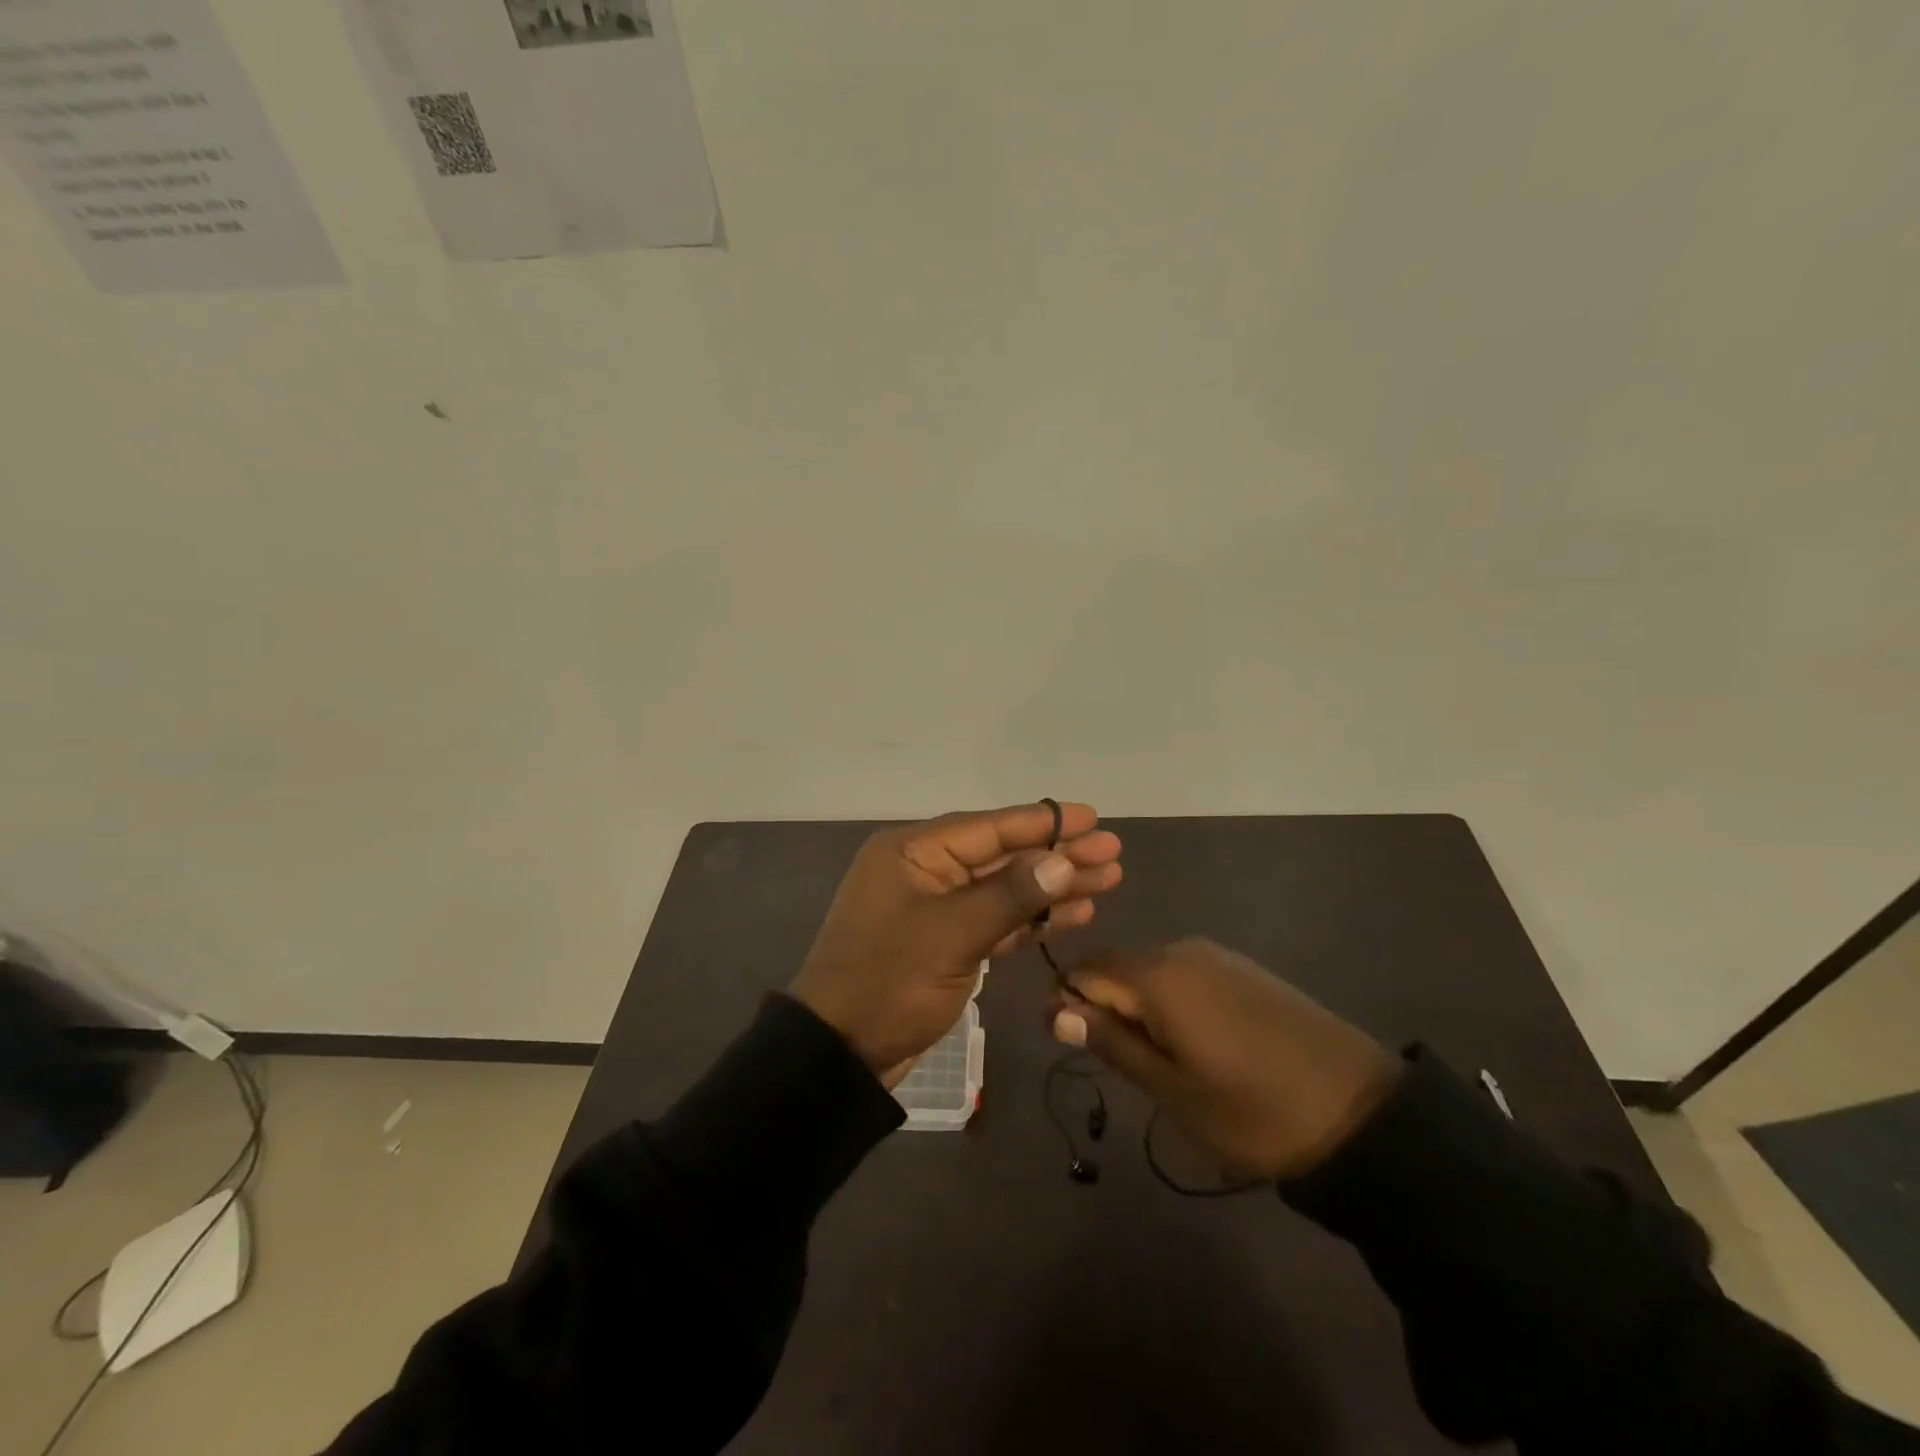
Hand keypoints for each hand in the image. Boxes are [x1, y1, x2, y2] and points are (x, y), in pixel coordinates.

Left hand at [792, 803, 1123, 1084]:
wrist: (840, 1054)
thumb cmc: (889, 982)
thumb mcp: (951, 934)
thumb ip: (1009, 895)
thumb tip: (1061, 860)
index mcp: (913, 853)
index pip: (989, 827)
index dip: (1044, 822)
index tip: (1093, 817)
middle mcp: (925, 871)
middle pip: (1002, 855)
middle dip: (1057, 855)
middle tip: (1112, 852)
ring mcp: (936, 909)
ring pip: (1005, 889)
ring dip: (1052, 887)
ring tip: (1107, 881)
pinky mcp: (947, 943)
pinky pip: (996, 921)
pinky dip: (1032, 919)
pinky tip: (1074, 914)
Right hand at [1051, 938, 1400, 1178]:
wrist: (1360, 1111)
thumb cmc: (1253, 1110)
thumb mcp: (1172, 1090)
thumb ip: (1112, 1043)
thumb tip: (1056, 1011)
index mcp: (1157, 975)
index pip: (1086, 971)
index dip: (1068, 1002)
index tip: (1068, 1042)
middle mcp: (1181, 950)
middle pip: (1118, 968)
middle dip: (1105, 1007)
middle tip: (1119, 1063)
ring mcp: (1216, 956)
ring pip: (1151, 973)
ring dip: (1139, 1008)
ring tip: (1158, 1062)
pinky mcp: (1242, 969)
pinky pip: (1184, 976)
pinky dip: (1171, 1003)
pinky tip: (1194, 1043)